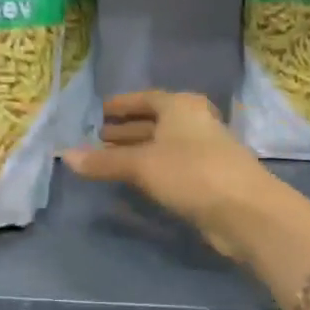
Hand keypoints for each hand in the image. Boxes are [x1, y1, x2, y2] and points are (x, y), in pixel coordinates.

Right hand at [62, 91, 282, 261]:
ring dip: (138, 150)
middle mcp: (194, 122)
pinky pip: (172, 165)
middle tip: (99, 137)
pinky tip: (136, 180)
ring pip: (163, 145)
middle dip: (128, 129)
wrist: (244, 210)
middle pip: (155, 121)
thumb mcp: (141, 165)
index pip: (146, 98)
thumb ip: (103, 162)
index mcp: (181, 107)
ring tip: (110, 159)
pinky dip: (152, 168)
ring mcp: (205, 150)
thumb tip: (65, 156)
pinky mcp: (209, 177)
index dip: (123, 104)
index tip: (101, 111)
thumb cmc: (190, 173)